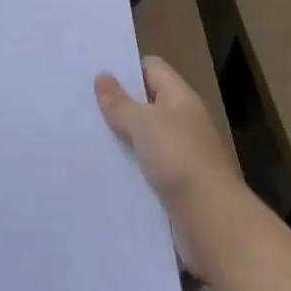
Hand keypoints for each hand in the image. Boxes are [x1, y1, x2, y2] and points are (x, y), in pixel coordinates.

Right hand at [95, 55, 255, 280]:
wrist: (212, 223)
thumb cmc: (180, 160)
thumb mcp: (144, 124)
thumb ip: (120, 102)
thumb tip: (102, 76)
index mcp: (181, 99)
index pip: (152, 69)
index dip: (125, 67)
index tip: (92, 73)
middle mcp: (182, 124)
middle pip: (145, 104)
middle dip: (116, 105)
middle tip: (78, 105)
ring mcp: (179, 158)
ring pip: (142, 140)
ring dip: (118, 141)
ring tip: (80, 138)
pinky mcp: (172, 189)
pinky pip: (143, 171)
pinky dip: (125, 170)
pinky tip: (99, 172)